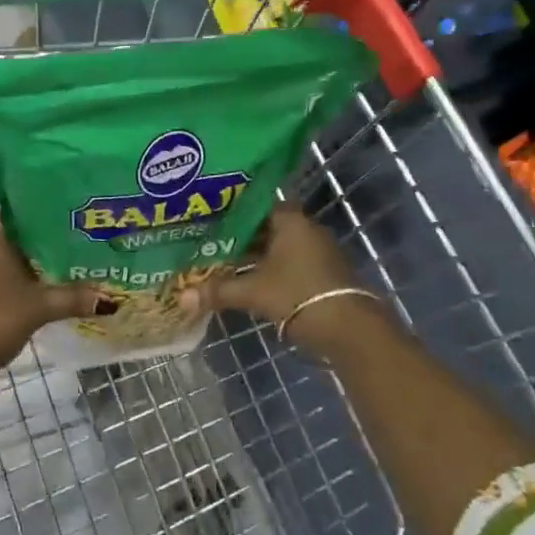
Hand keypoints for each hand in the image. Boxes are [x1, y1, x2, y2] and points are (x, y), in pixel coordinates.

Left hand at [0, 221, 107, 378]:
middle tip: (65, 258)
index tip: (69, 234)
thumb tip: (110, 299)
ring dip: (15, 265)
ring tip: (45, 278)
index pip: (22, 217)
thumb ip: (74, 298)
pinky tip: (17, 295)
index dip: (47, 225)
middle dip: (35, 248)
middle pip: (9, 237)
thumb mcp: (39, 309)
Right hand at [179, 205, 382, 360]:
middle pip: (264, 227)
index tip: (206, 219)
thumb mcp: (253, 292)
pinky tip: (247, 281)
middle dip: (237, 237)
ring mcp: (316, 251)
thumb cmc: (299, 295)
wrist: (351, 330)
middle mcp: (305, 228)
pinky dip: (268, 270)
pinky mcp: (322, 273)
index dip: (229, 212)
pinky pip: (288, 263)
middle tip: (207, 242)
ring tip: (220, 263)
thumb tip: (182, 298)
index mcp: (290, 220)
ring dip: (253, 256)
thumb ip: (219, 291)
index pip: (254, 204)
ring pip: (276, 247)